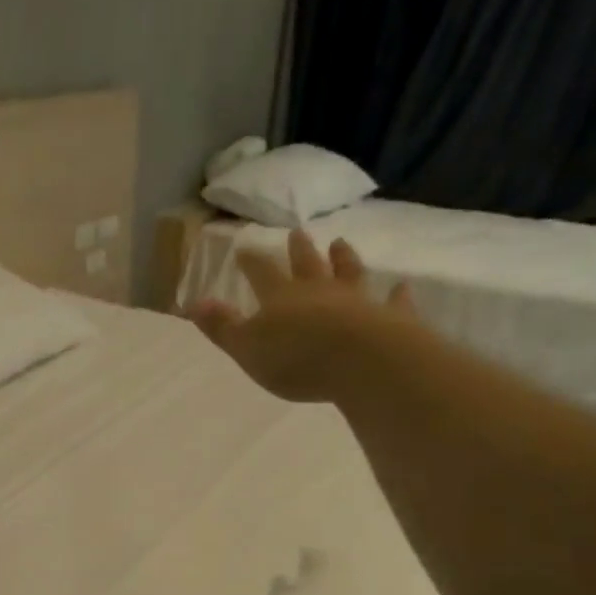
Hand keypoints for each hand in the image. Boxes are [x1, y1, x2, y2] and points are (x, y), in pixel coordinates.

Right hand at [189, 229, 419, 402]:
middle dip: (298, 250)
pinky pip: (393, 303)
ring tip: (340, 242)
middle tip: (296, 232)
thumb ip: (222, 327)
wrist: (360, 362)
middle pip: (306, 265)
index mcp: (281, 298)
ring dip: (343, 258)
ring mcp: (356, 301)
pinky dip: (397, 296)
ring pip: (348, 273)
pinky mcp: (388, 318)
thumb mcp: (246, 348)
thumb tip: (193, 303)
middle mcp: (318, 291)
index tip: (244, 247)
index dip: (251, 262)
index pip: (261, 273)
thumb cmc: (296, 359)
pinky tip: (401, 287)